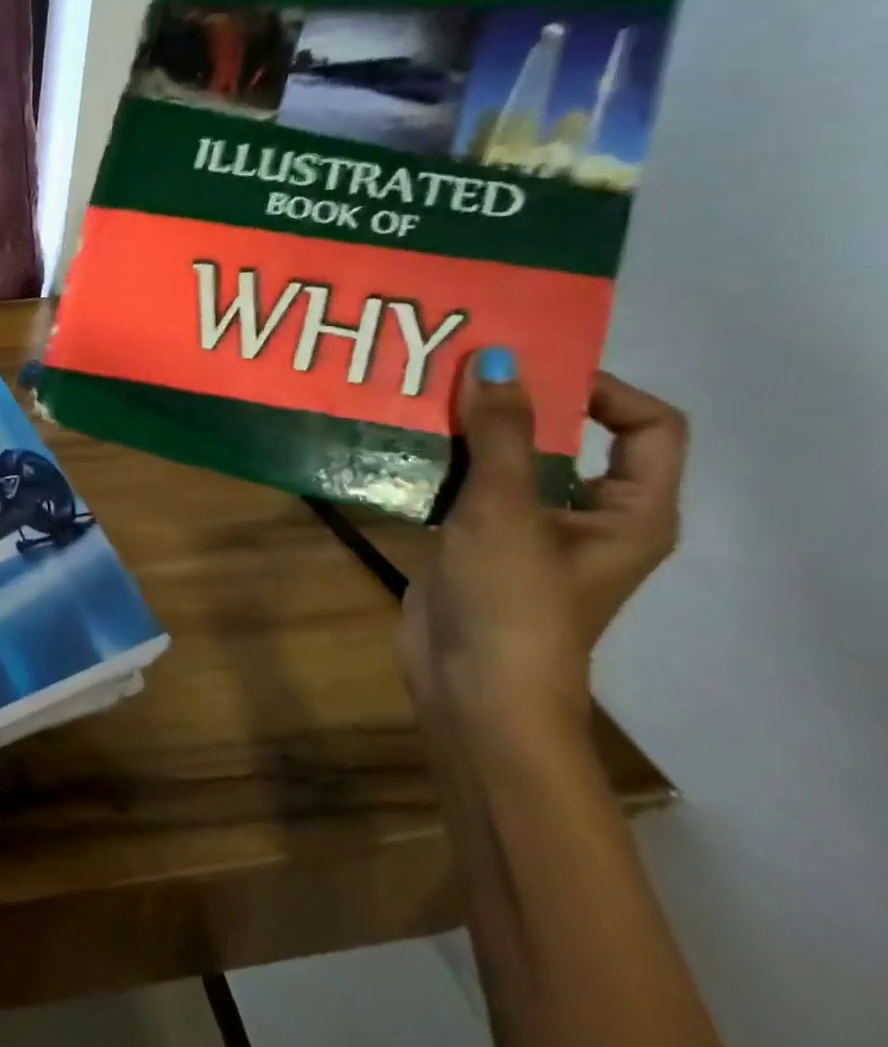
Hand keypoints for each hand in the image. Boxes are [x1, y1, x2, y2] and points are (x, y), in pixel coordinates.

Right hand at [397, 350, 687, 743]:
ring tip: (422, 393)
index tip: (531, 367)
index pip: (647, 426)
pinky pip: (467, 486)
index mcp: (630, 510)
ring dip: (471, 428)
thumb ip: (502, 433)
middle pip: (568, 436)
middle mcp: (586, 514)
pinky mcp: (476, 542)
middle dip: (518, 400)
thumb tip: (496, 359)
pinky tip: (399, 442)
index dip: (601, 388)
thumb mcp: (507, 509)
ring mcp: (526, 529)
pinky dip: (441, 460)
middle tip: (461, 365)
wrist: (470, 687)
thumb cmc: (512, 600)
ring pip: (509, 460)